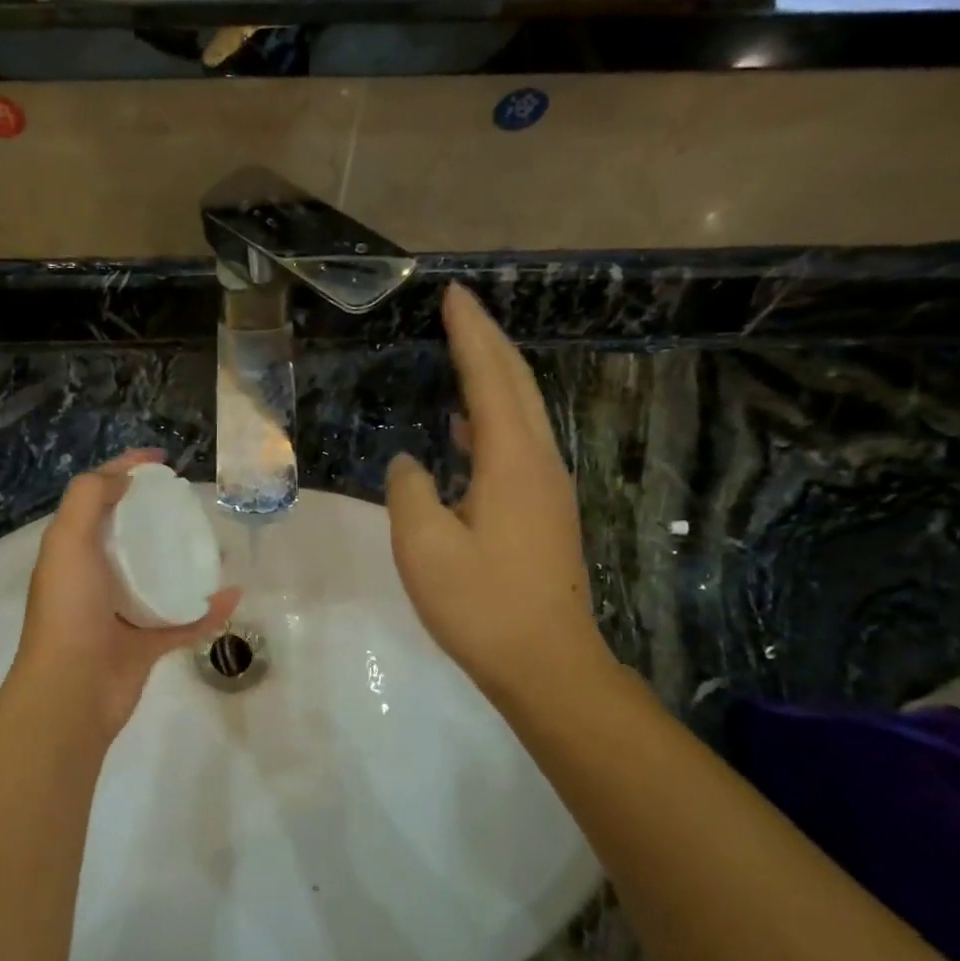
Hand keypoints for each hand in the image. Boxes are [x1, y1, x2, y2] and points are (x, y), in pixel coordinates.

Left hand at [12, 449, 239, 745]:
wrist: (72, 691)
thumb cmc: (70, 609)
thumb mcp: (67, 540)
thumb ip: (89, 498)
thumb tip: (124, 478)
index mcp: (74, 551)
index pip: (100, 498)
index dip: (126, 471)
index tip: (163, 462)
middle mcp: (95, 578)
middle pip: (132, 536)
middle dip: (161, 517)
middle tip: (193, 506)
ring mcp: (121, 613)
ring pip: (160, 578)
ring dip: (187, 562)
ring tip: (218, 547)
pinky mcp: (144, 645)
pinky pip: (183, 621)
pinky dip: (207, 610)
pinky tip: (232, 596)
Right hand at [386, 285, 609, 706]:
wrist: (547, 664)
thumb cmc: (481, 605)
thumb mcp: (423, 547)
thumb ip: (410, 492)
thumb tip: (411, 464)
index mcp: (512, 462)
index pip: (490, 378)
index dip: (470, 334)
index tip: (453, 296)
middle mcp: (540, 462)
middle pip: (517, 385)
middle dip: (488, 342)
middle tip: (460, 309)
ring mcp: (549, 488)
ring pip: (523, 413)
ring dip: (494, 377)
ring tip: (462, 354)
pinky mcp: (546, 512)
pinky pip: (519, 444)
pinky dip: (493, 419)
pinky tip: (467, 430)